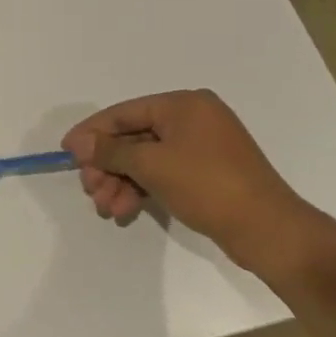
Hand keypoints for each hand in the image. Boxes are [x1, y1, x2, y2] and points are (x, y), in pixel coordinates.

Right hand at [61, 89, 316, 276]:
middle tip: (89, 189)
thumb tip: (78, 143)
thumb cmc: (208, 186)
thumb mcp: (151, 165)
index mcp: (183, 105)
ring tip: (106, 208)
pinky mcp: (207, 173)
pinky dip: (141, 189)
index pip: (123, 113)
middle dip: (107, 166)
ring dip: (121, 182)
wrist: (270, 232)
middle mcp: (193, 119)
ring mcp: (202, 147)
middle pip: (133, 138)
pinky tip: (125, 210)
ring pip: (145, 159)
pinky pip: (162, 173)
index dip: (91, 132)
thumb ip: (109, 150)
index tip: (66, 152)